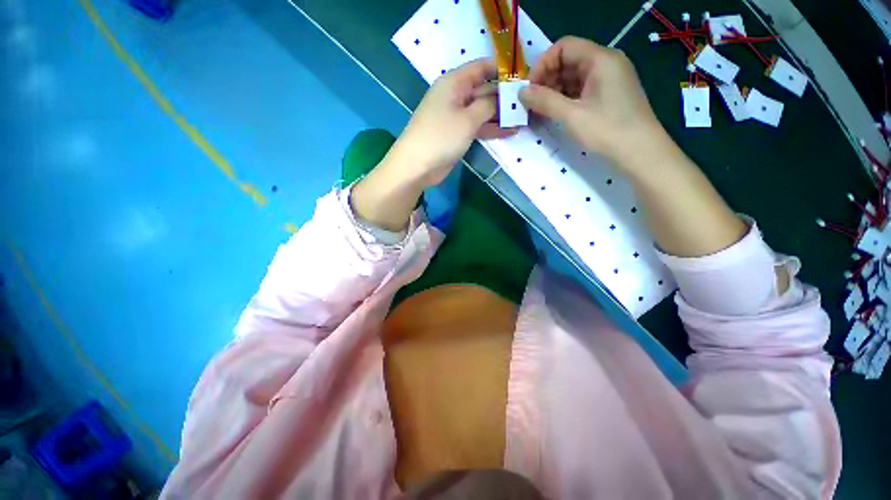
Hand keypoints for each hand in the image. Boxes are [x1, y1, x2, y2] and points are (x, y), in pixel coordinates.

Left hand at [351, 59, 512, 231]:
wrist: (417, 166)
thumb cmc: (441, 137)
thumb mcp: (468, 118)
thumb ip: (488, 105)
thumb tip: (501, 97)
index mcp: (454, 82)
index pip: (482, 67)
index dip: (503, 70)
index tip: (524, 77)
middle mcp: (455, 96)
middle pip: (484, 89)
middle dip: (505, 96)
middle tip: (529, 103)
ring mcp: (456, 116)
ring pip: (482, 110)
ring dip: (501, 115)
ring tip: (524, 119)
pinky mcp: (457, 134)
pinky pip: (477, 126)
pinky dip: (491, 129)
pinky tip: (510, 132)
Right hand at [520, 37, 668, 169]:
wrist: (640, 152)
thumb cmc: (607, 130)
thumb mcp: (572, 116)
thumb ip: (545, 101)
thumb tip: (521, 92)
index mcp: (600, 59)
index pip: (564, 46)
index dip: (543, 64)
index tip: (530, 89)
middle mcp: (606, 63)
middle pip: (569, 60)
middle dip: (547, 79)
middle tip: (532, 103)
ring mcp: (609, 79)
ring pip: (574, 77)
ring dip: (554, 91)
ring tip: (541, 110)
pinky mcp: (609, 95)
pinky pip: (582, 89)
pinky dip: (566, 98)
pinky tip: (556, 113)